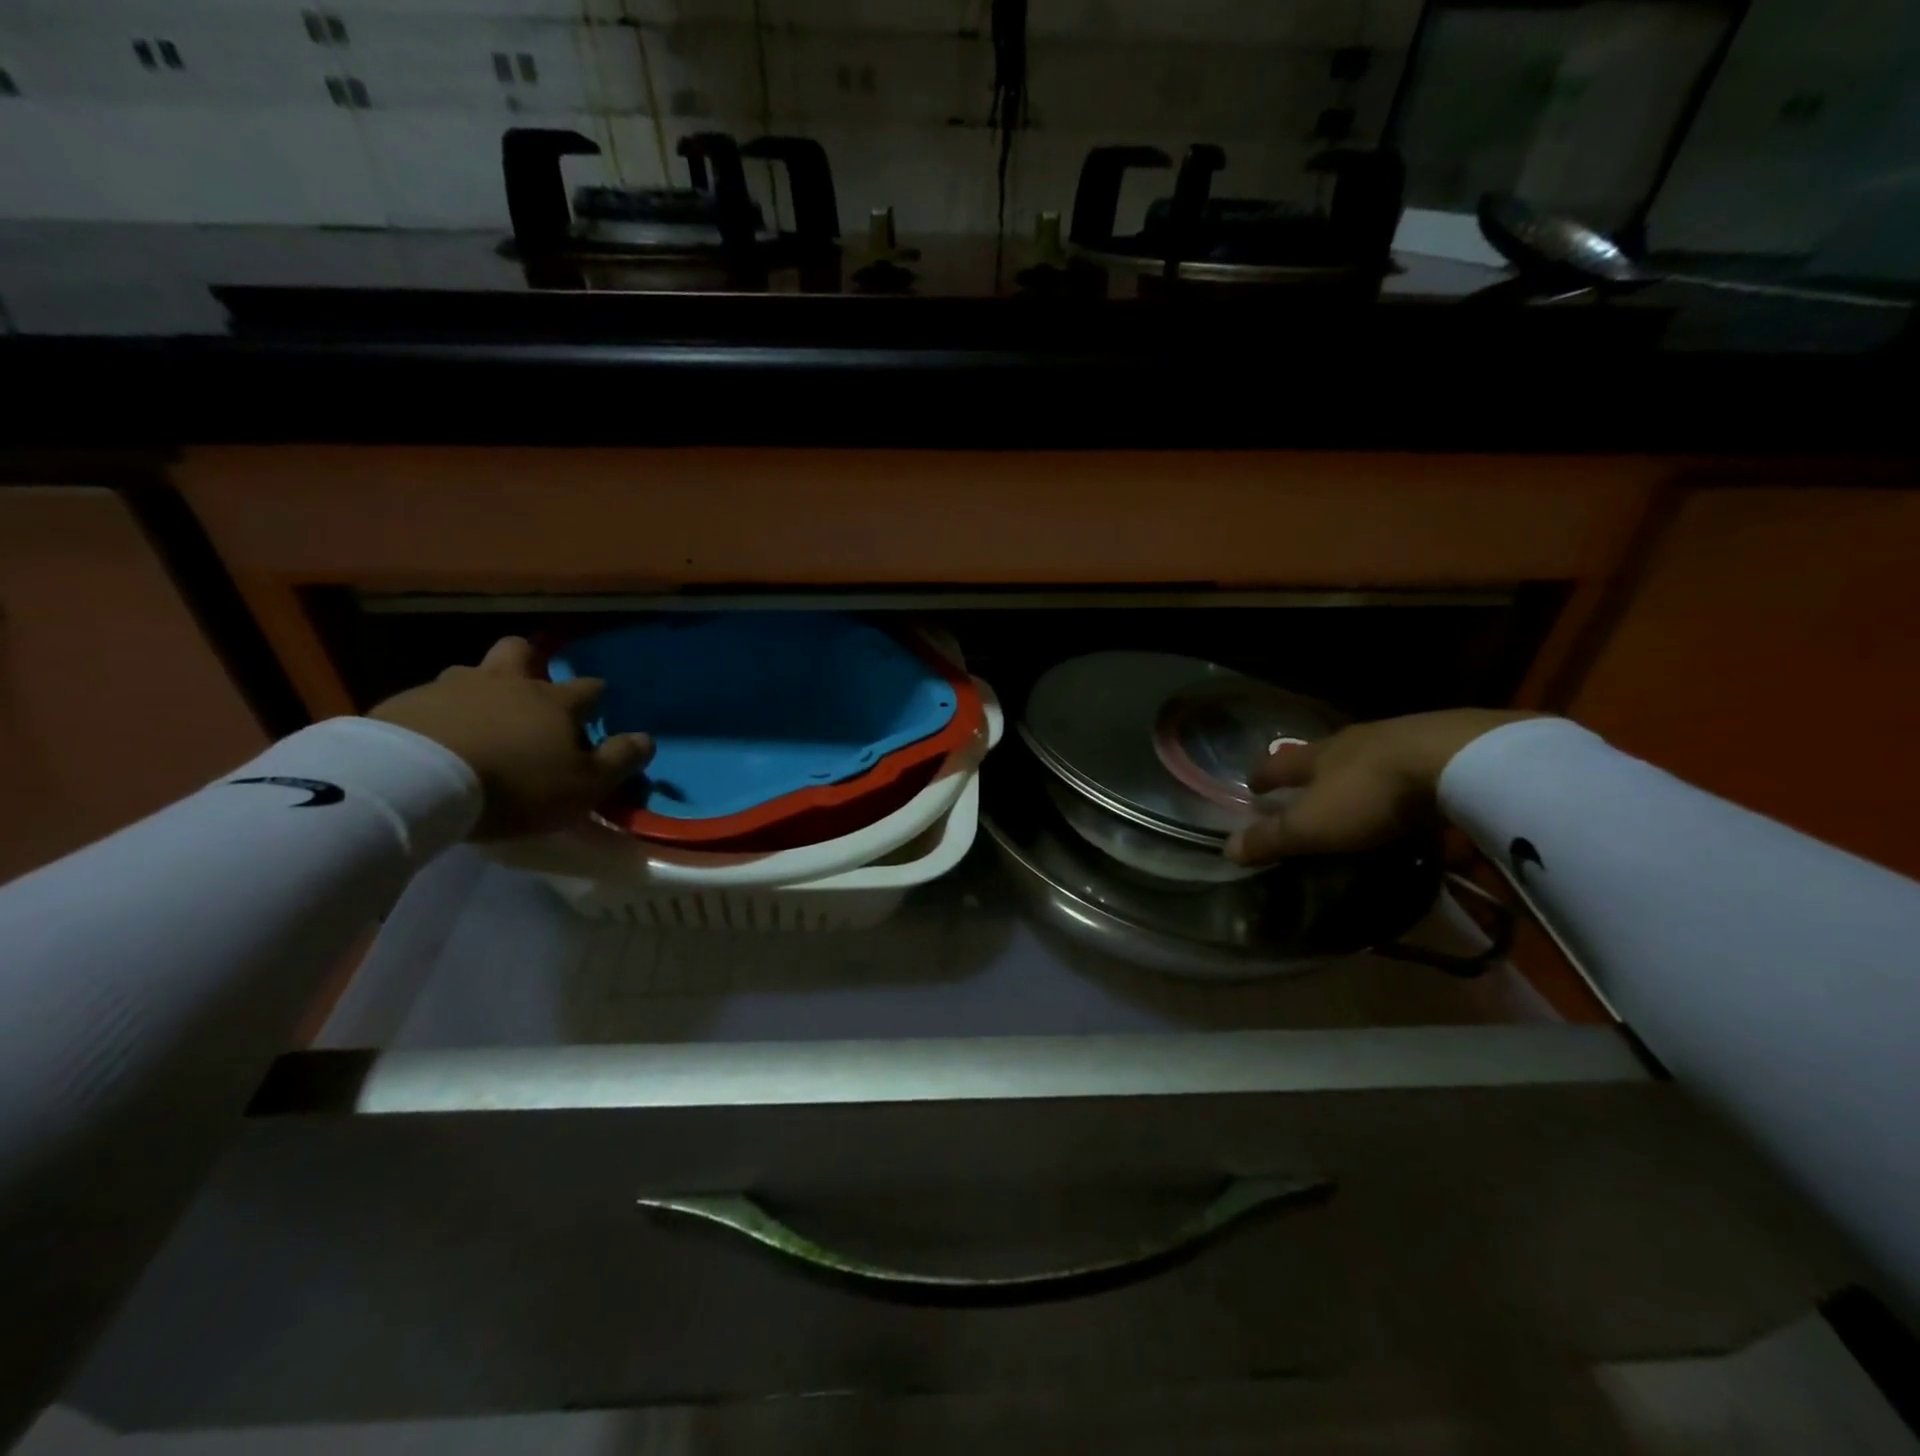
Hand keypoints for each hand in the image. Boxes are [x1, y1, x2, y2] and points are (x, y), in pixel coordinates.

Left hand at [370, 636, 652, 839]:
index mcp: (555, 702)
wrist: (415, 781)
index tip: (596, 709)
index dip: (596, 697)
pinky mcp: (404, 703)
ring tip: (477, 718)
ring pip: (471, 672)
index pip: (588, 688)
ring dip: (479, 687)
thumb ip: (619, 760)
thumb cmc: (516, 784)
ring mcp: (452, 687)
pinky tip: (433, 738)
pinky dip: (438, 713)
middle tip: (529, 690)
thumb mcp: (585, 785)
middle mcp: (507, 683)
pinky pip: (428, 700)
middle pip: (522, 652)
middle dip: (531, 663)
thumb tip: (648, 739)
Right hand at [1224, 708, 1542, 864]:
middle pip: (1320, 754)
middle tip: (1304, 786)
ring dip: (1353, 770)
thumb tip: (1227, 850)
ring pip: (1363, 754)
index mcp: (1316, 756)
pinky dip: (1396, 774)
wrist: (1458, 760)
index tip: (1253, 786)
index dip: (1263, 777)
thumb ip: (1273, 838)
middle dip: (1309, 770)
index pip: (1277, 765)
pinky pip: (1405, 760)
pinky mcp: (1439, 744)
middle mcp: (1350, 740)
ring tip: (1355, 788)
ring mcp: (1396, 738)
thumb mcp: (1314, 826)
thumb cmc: (1371, 795)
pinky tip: (1406, 788)